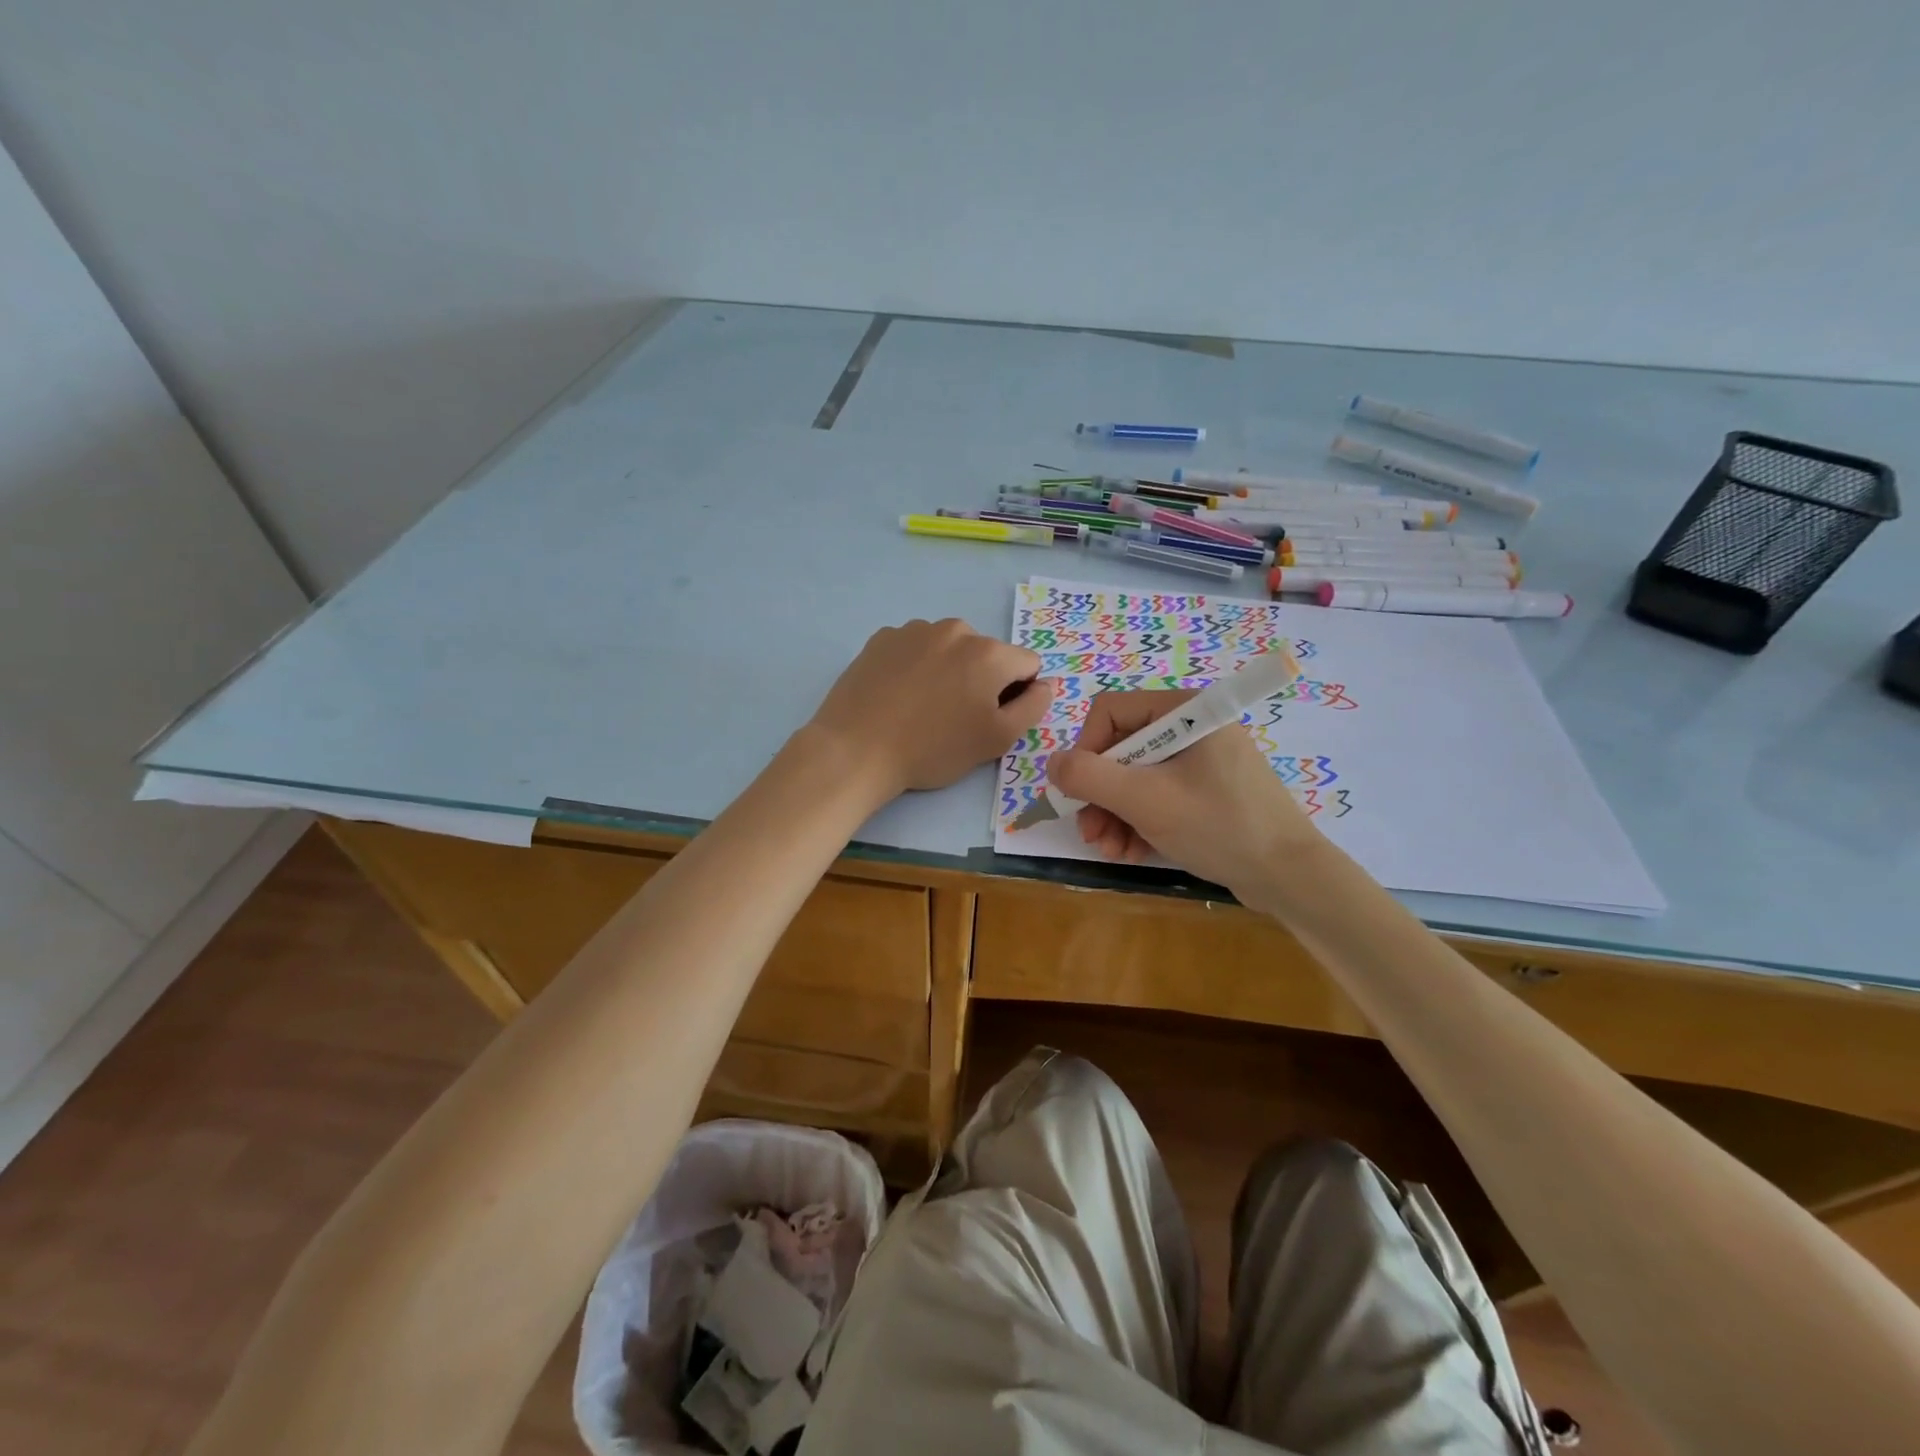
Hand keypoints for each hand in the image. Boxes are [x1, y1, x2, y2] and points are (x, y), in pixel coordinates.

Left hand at [807, 619, 1054, 799]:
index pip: (1027, 665)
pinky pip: (915, 649)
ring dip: (948, 671)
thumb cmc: (933, 749)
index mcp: (989, 653)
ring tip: (923, 708)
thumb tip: (1046, 684)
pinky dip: (916, 667)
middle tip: (955, 718)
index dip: (1018, 694)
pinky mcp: (882, 638)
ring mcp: (915, 629)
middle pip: (987, 654)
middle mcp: (955, 630)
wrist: (856, 749)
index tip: (991, 718)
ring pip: (950, 649)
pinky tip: (898, 696)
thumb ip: (1033, 707)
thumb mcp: (995, 740)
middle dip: (981, 680)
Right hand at [1048, 689, 1326, 894]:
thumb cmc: (1217, 826)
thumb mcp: (1145, 799)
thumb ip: (1090, 776)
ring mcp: (1202, 762)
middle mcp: (1193, 728)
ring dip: (1115, 815)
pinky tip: (1131, 852)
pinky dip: (1140, 822)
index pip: (1112, 712)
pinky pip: (1160, 797)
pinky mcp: (1208, 793)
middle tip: (1090, 832)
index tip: (1079, 791)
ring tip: (1109, 849)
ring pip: (1137, 778)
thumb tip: (1052, 763)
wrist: (1290, 877)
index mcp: (1185, 711)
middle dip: (1100, 794)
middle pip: (1122, 749)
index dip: (1086, 750)